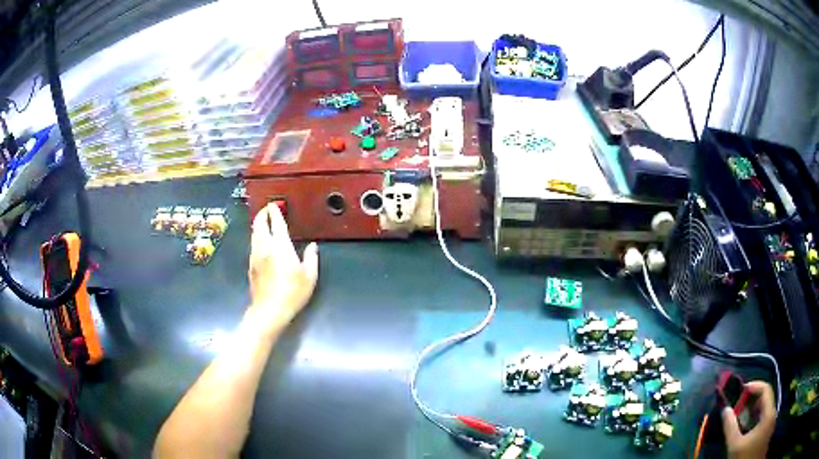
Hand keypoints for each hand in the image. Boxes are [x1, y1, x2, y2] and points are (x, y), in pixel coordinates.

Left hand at [248, 203, 318, 326]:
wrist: (269, 310)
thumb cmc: (292, 293)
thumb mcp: (309, 277)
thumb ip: (311, 258)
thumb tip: (312, 247)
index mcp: (280, 246)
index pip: (276, 222)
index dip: (275, 211)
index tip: (275, 205)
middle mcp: (265, 247)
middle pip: (259, 224)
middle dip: (262, 214)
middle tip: (267, 210)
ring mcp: (255, 256)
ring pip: (253, 233)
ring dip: (258, 225)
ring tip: (263, 223)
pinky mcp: (250, 266)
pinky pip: (252, 245)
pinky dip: (256, 237)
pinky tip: (261, 243)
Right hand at [722, 381, 776, 458]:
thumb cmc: (744, 457)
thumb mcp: (735, 446)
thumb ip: (730, 428)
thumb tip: (725, 409)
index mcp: (769, 413)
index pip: (766, 389)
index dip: (754, 386)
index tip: (741, 389)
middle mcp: (772, 413)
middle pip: (765, 398)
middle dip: (751, 400)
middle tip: (738, 404)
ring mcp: (770, 422)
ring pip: (764, 409)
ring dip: (752, 409)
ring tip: (740, 415)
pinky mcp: (767, 430)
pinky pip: (763, 417)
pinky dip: (754, 417)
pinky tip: (745, 427)